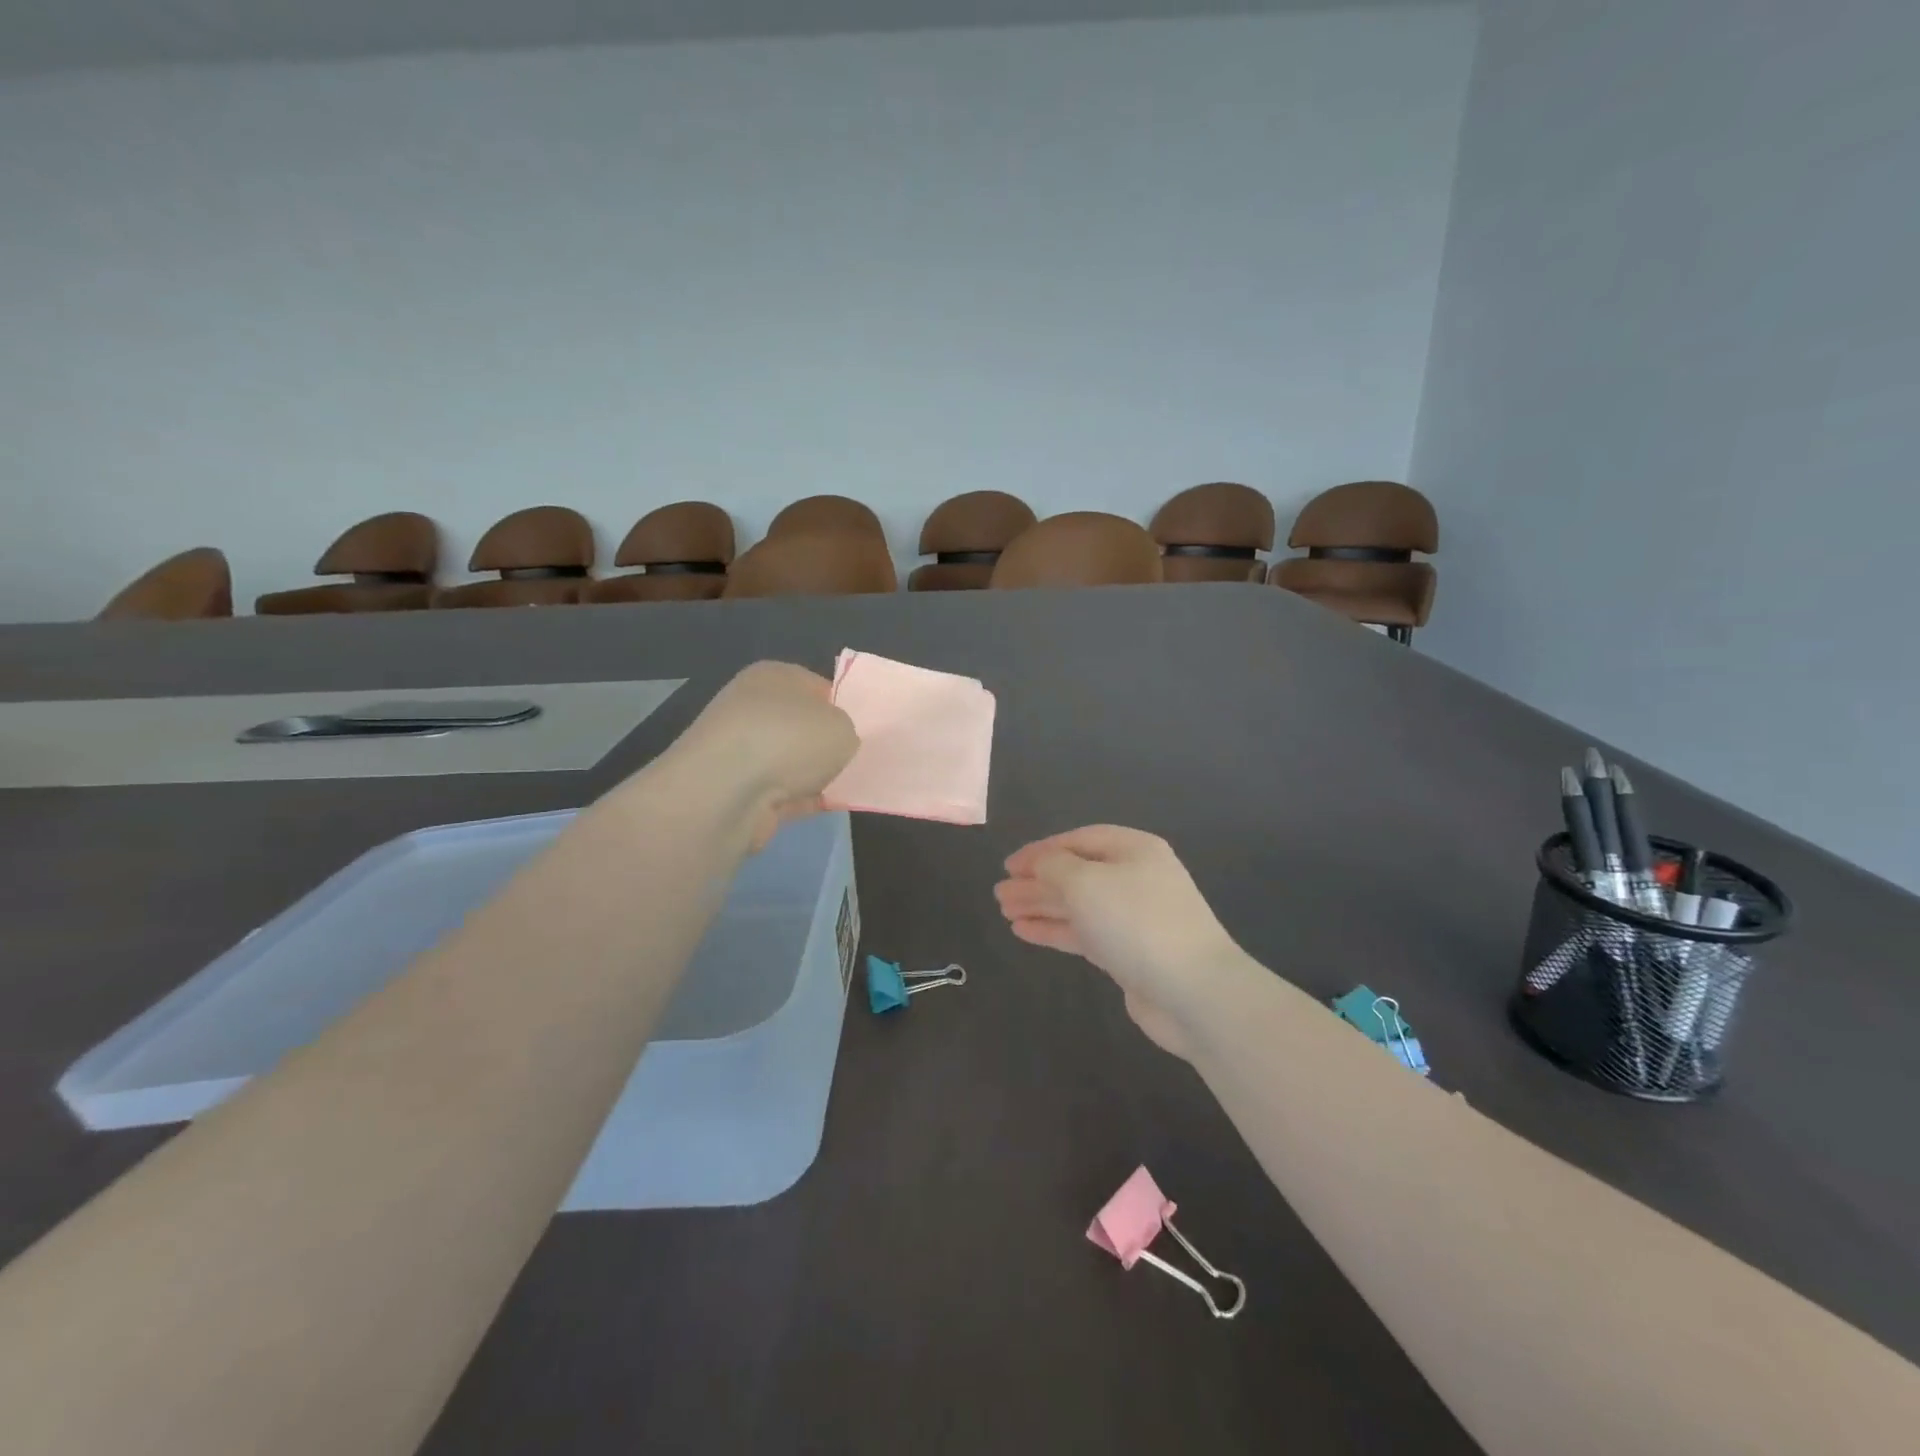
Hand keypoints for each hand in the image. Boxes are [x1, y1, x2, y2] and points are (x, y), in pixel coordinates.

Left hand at [668, 662, 859, 848]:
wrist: (728, 793)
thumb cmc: (790, 739)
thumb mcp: (842, 725)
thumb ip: (846, 729)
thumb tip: (836, 742)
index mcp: (774, 676)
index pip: (817, 686)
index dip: (844, 706)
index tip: (865, 729)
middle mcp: (752, 707)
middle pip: (803, 725)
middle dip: (828, 743)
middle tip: (859, 758)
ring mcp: (742, 750)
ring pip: (792, 760)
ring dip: (815, 773)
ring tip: (850, 785)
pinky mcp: (738, 790)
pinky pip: (783, 792)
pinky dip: (803, 798)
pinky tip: (829, 806)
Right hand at [994, 826, 1250, 1059]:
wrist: (1194, 992)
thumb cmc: (1136, 922)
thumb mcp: (1085, 882)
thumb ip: (1053, 866)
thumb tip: (1038, 864)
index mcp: (1133, 850)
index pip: (1078, 840)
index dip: (1041, 850)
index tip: (1008, 866)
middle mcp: (1135, 878)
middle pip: (1076, 873)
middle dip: (1037, 881)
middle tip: (1000, 893)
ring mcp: (1134, 918)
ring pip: (1078, 905)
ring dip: (1041, 905)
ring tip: (1005, 911)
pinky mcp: (1130, 954)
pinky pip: (1084, 934)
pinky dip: (1055, 930)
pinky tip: (1025, 932)